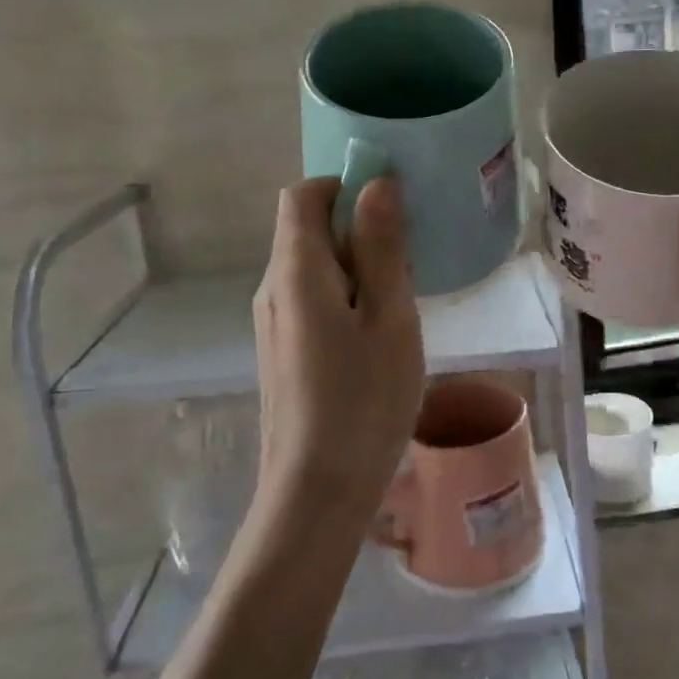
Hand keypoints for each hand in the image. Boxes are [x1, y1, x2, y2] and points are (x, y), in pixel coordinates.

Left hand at [252, 176, 424, 518]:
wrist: (314, 494)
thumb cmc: (363, 401)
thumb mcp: (390, 318)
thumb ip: (381, 247)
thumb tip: (375, 184)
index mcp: (296, 271)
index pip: (302, 195)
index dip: (342, 185)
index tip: (389, 207)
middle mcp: (273, 288)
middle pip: (304, 228)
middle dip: (355, 227)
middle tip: (407, 260)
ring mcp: (272, 322)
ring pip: (311, 266)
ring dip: (354, 264)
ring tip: (399, 298)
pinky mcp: (280, 350)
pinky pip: (310, 298)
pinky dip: (343, 294)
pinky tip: (376, 333)